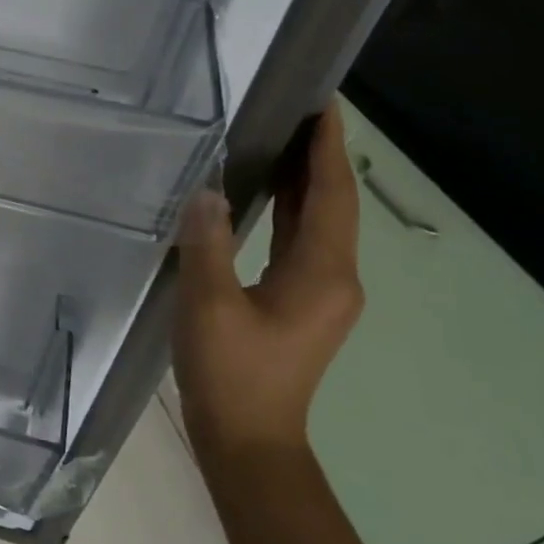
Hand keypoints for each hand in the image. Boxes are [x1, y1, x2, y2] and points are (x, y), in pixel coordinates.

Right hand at [173, 103, 363, 461]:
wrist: (248, 440)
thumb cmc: (231, 372)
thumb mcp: (209, 305)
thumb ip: (207, 243)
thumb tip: (207, 191)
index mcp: (321, 273)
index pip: (331, 195)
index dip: (327, 148)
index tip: (322, 104)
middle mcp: (335, 278)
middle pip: (333, 204)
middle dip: (320, 156)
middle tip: (297, 110)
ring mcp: (322, 293)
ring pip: (320, 222)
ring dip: (306, 180)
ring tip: (282, 139)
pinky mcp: (303, 304)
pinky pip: (303, 241)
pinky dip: (292, 209)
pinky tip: (269, 194)